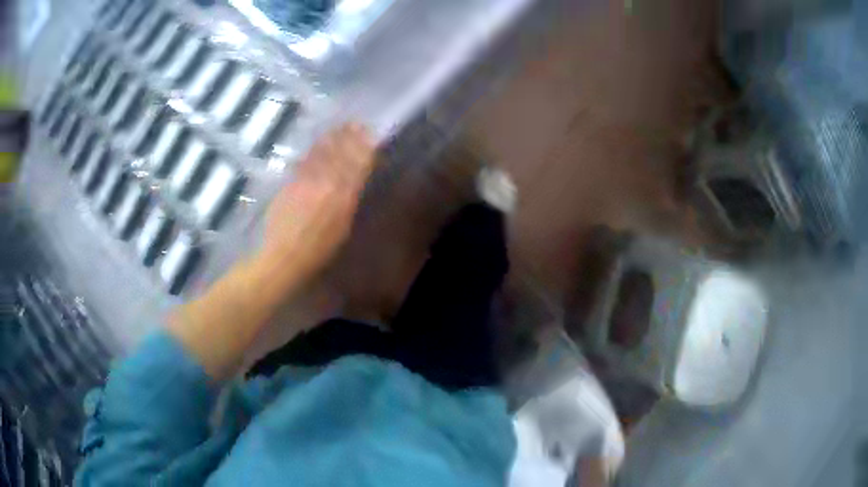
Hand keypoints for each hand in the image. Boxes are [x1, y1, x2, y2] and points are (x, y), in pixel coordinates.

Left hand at [261, 123, 376, 283]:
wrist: (283, 255)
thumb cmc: (317, 251)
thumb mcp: (341, 230)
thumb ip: (347, 204)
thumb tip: (351, 186)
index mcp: (343, 198)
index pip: (357, 167)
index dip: (364, 149)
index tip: (369, 135)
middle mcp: (327, 185)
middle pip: (340, 155)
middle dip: (349, 137)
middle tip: (355, 122)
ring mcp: (307, 182)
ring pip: (322, 155)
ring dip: (332, 138)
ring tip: (339, 126)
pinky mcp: (291, 183)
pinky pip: (304, 162)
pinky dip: (312, 150)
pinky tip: (317, 142)